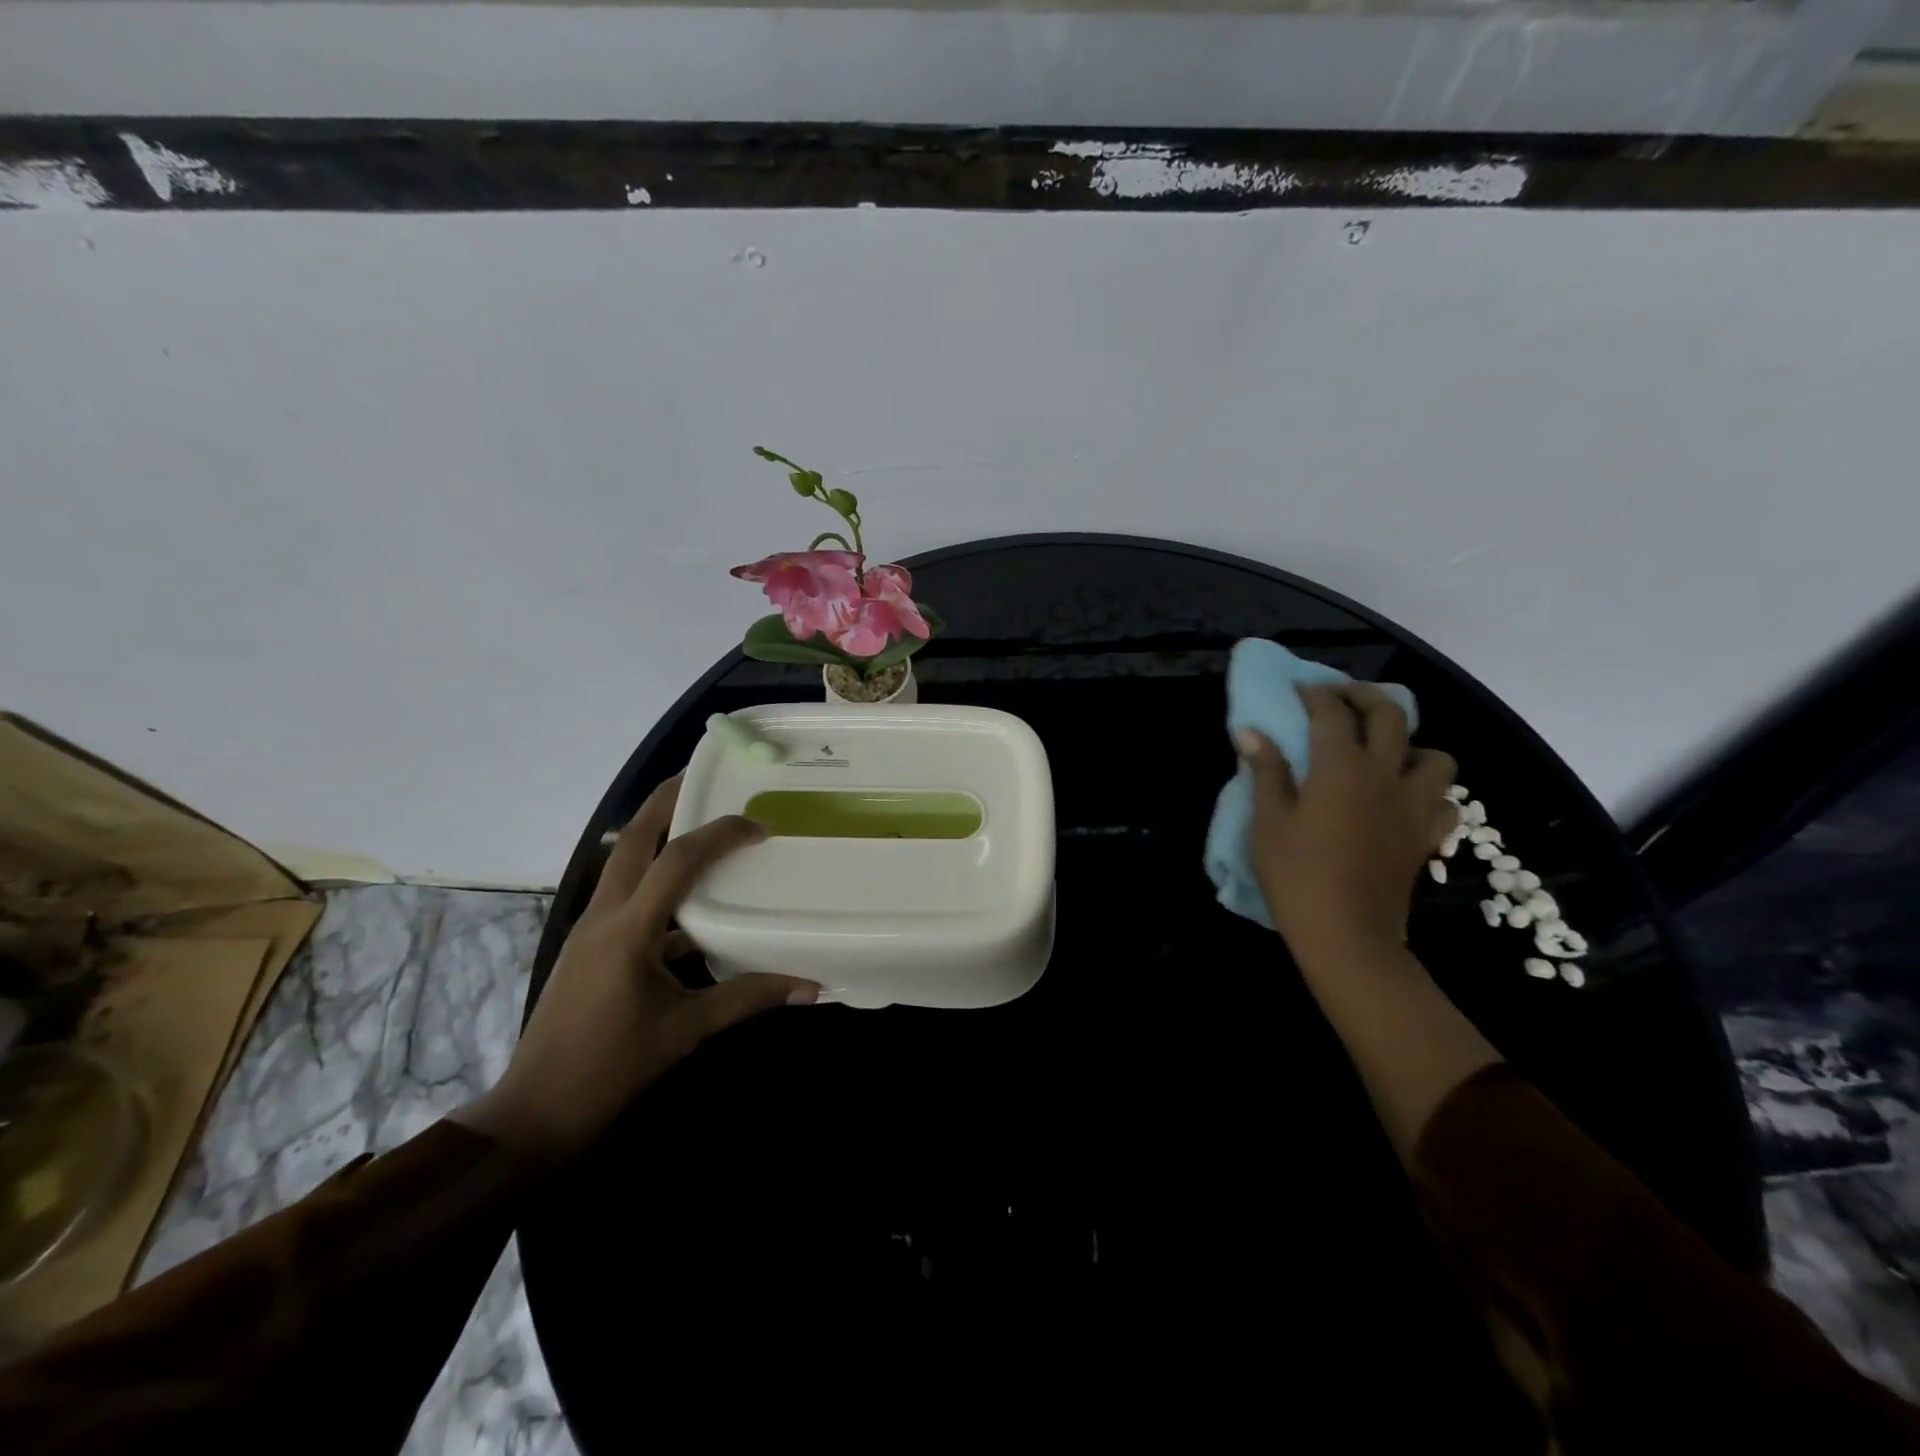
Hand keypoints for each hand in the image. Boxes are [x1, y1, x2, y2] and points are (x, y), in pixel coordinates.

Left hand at [455, 775, 817, 1164]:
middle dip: (666, 800)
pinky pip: (626, 895)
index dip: (720, 833)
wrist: (534, 1114)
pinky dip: (657, 882)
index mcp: (628, 929)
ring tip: (700, 820)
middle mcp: (604, 915)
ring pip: (623, 862)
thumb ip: (750, 998)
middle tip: (704, 777)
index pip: (678, 860)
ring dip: (657, 834)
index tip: (759, 825)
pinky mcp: (590, 947)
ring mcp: (591, 929)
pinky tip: (691, 902)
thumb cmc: (611, 1070)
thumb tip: (811, 986)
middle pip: (631, 838)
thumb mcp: (687, 1031)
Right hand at [1237, 684, 1457, 961]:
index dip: (1314, 695)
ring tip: (1385, 753)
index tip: (1297, 690)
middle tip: (1340, 698)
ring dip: (1411, 745)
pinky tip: (1405, 798)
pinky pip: (1445, 802)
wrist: (1346, 934)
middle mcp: (1385, 775)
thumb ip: (1266, 771)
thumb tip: (1251, 732)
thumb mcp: (1268, 821)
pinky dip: (1429, 791)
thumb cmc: (1296, 874)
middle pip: (1390, 716)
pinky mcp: (1426, 837)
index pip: (1331, 714)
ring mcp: (1413, 806)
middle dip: (1363, 697)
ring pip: (1435, 757)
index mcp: (1341, 767)